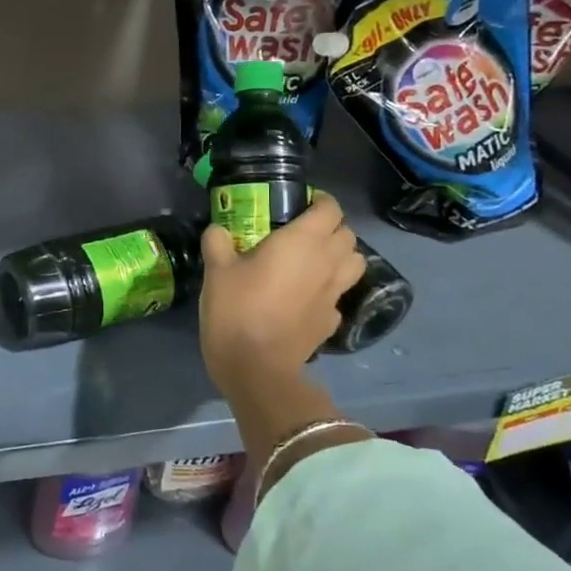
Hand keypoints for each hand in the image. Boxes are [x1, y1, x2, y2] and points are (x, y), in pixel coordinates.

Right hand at [199, 197, 366, 471]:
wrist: (257, 368)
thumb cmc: (237, 309)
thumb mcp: (216, 270)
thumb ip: (218, 241)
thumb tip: (220, 230)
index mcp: (302, 242)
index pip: (330, 208)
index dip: (319, 201)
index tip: (298, 203)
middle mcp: (327, 263)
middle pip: (347, 235)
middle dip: (330, 228)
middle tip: (301, 231)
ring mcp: (334, 295)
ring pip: (354, 263)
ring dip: (339, 256)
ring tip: (311, 260)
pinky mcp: (332, 322)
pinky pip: (338, 294)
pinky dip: (328, 288)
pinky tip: (305, 295)